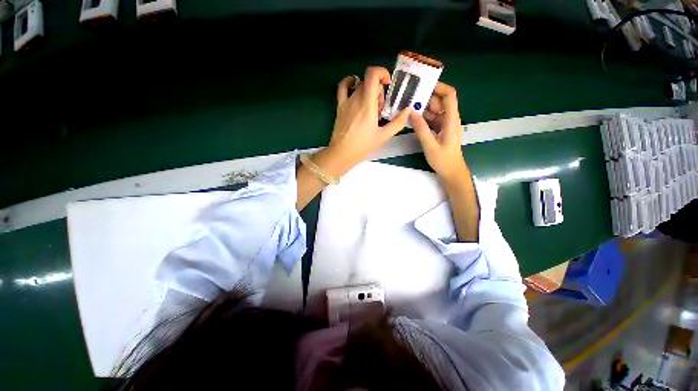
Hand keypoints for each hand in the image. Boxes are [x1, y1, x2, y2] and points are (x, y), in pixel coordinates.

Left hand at [317, 67, 410, 177]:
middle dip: (379, 92)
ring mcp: (346, 102)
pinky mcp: (340, 107)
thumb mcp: (383, 137)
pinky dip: (349, 82)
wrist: (342, 154)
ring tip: (370, 109)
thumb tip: (409, 110)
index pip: (372, 75)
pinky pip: (342, 88)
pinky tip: (355, 85)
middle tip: (380, 110)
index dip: (382, 72)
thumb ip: (397, 123)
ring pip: (360, 86)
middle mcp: (356, 99)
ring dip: (369, 92)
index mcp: (367, 105)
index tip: (388, 84)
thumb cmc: (362, 147)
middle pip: (369, 83)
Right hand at [410, 82, 467, 182]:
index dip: (439, 87)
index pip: (449, 96)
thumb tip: (411, 112)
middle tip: (410, 98)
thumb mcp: (430, 145)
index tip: (424, 85)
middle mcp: (449, 119)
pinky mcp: (440, 130)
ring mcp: (445, 124)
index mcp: (451, 120)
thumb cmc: (443, 160)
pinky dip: (423, 117)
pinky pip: (432, 119)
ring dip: (424, 108)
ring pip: (435, 110)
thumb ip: (421, 129)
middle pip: (440, 101)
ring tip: (409, 107)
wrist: (451, 171)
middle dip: (427, 97)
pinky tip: (413, 119)